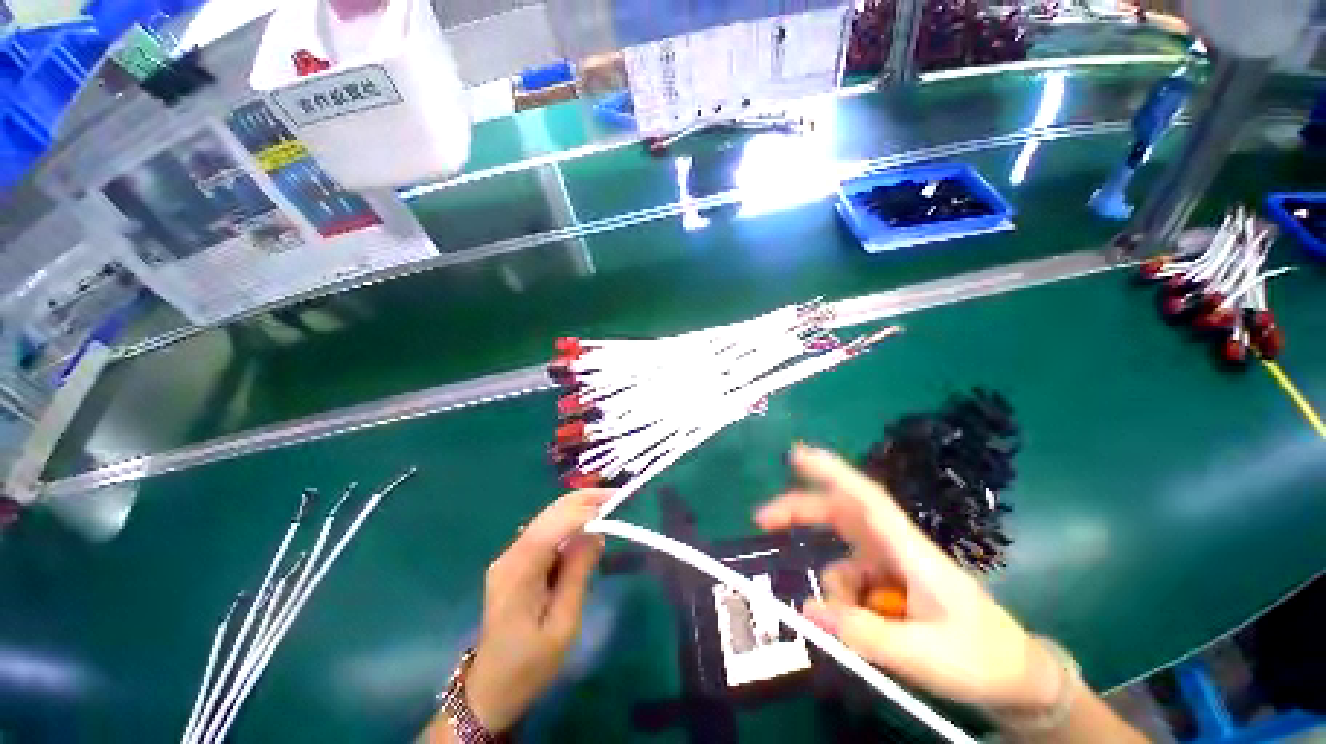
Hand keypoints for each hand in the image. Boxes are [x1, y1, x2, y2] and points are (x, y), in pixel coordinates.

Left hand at [465, 490, 608, 732]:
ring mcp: (508, 558)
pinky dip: (567, 524)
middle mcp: (509, 556)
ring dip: (576, 509)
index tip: (612, 504)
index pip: (550, 528)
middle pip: (547, 515)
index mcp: (517, 574)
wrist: (490, 691)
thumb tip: (596, 534)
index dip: (581, 511)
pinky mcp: (514, 563)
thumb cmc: (529, 666)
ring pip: (546, 520)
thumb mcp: (563, 626)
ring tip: (607, 506)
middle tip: (615, 497)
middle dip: (582, 501)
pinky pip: (544, 533)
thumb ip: (578, 575)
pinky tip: (586, 528)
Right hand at [754, 444, 1060, 713]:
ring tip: (856, 631)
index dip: (829, 470)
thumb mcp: (922, 655)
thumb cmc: (981, 659)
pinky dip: (845, 603)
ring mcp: (889, 566)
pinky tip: (868, 630)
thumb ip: (864, 633)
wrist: (1017, 680)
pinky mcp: (888, 584)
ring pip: (839, 556)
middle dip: (799, 512)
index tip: (795, 455)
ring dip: (832, 587)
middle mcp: (893, 547)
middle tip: (762, 521)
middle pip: (838, 514)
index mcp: (908, 549)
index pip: (864, 496)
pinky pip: (849, 582)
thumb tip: (808, 610)